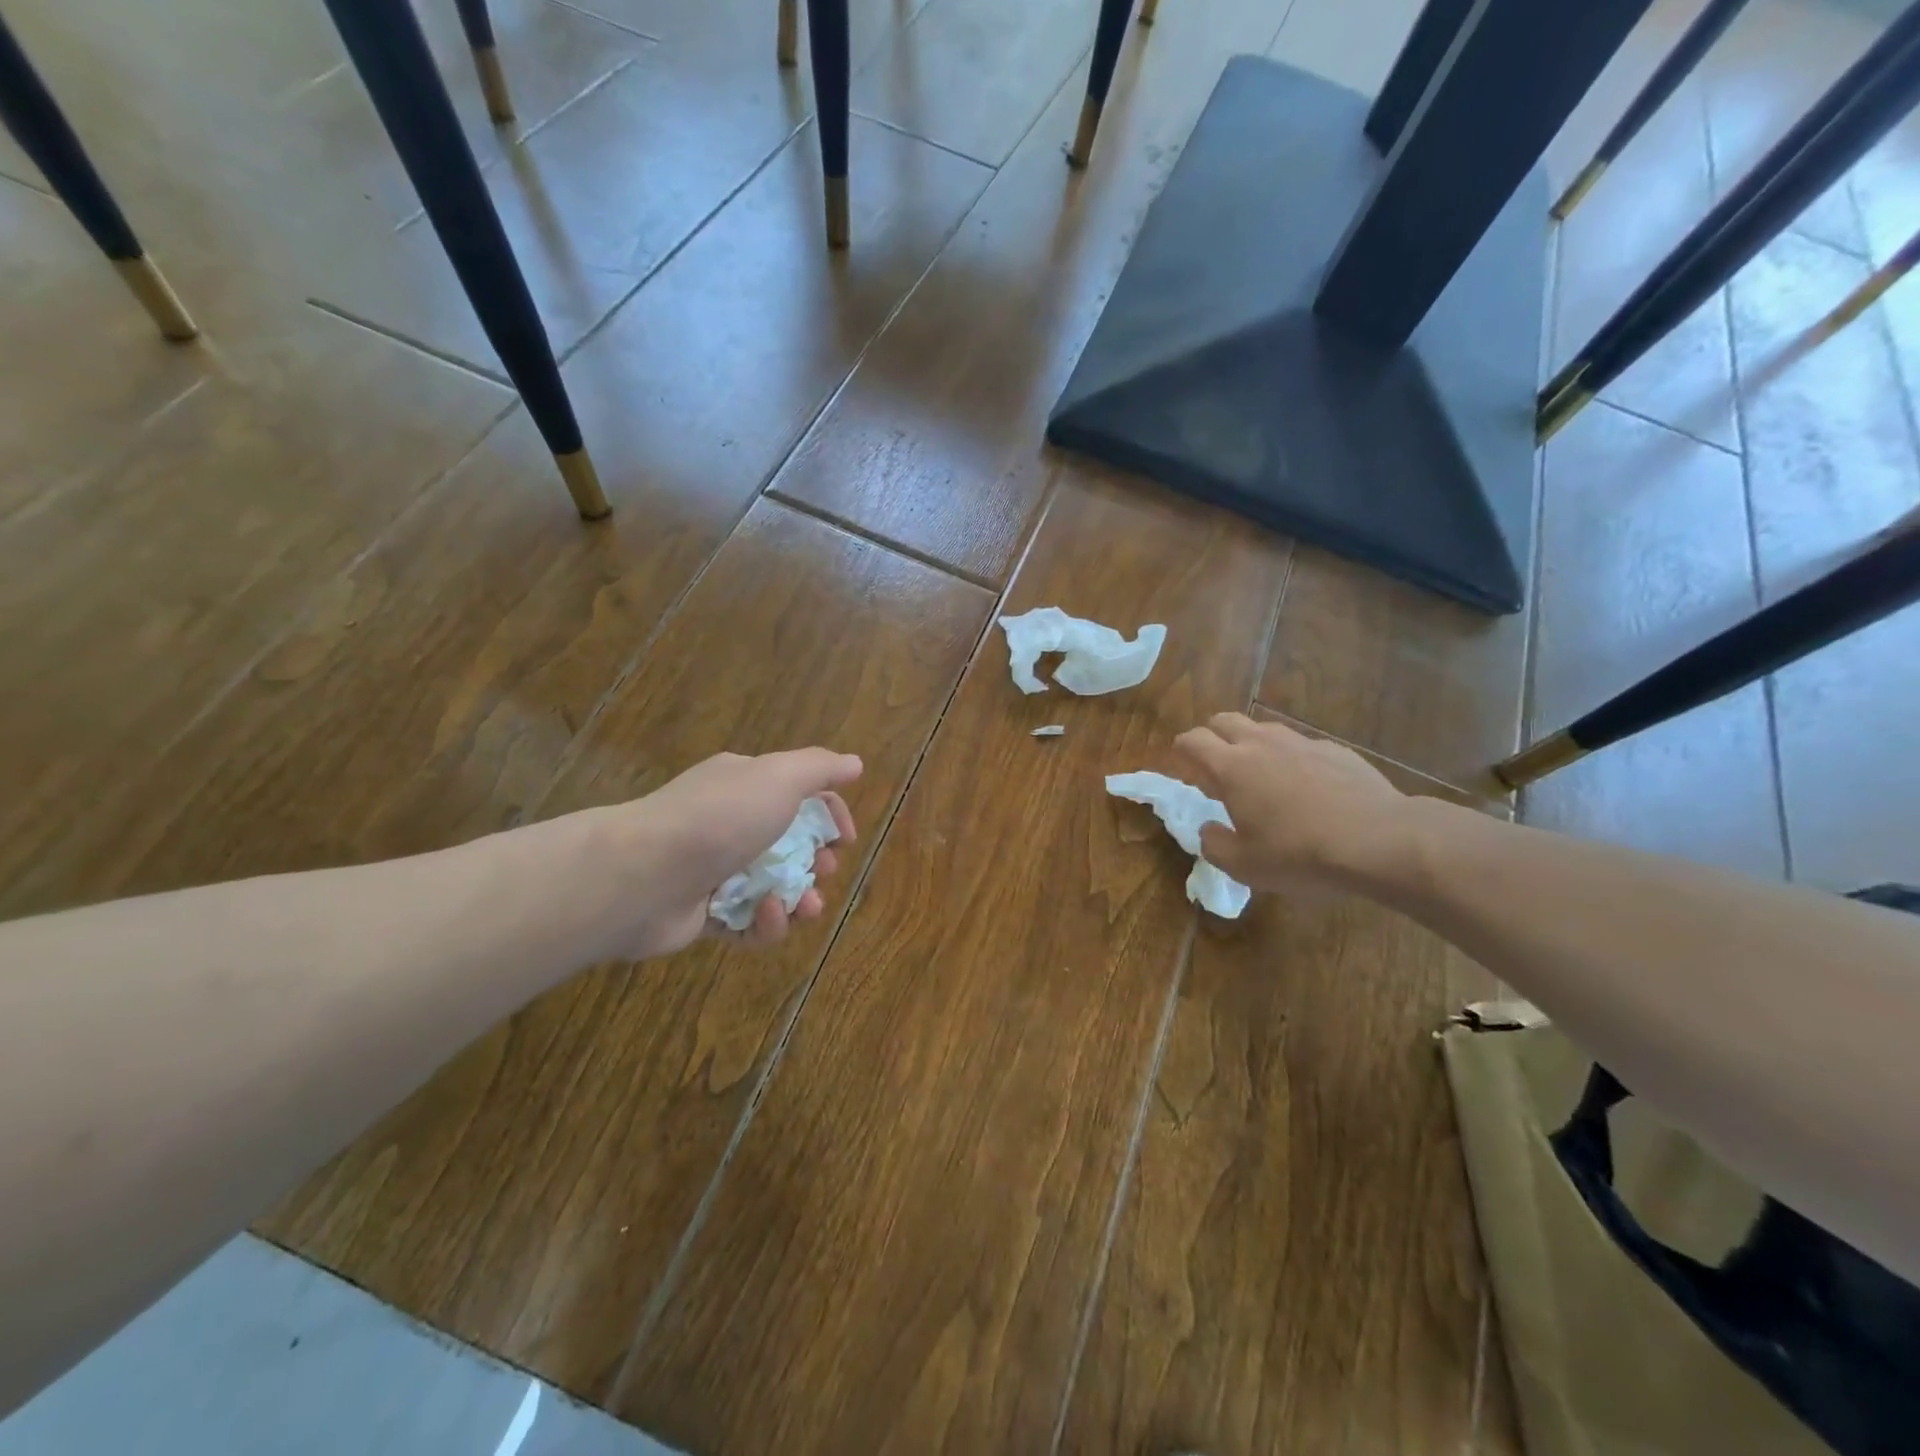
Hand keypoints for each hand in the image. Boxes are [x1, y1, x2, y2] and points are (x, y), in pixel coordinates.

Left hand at [594, 748, 861, 958]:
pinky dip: (765, 923)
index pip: (800, 795)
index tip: (847, 839)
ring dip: (800, 899)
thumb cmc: (720, 818)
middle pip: (789, 845)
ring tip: (807, 907)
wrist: (643, 874)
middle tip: (826, 870)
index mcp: (744, 785)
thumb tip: (855, 763)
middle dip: (817, 861)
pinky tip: (769, 916)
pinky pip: (748, 922)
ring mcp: (715, 870)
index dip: (830, 816)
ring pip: (773, 887)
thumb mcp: (778, 777)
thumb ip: (820, 768)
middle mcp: (729, 823)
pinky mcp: (704, 914)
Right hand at [1173, 714, 1413, 893]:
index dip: (1181, 750)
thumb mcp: (1244, 865)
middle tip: (1217, 767)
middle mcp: (1262, 744)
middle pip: (1225, 721)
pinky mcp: (1337, 751)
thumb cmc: (1300, 854)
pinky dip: (1294, 760)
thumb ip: (1214, 844)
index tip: (1183, 766)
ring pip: (1265, 729)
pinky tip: (1309, 789)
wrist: (1380, 841)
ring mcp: (1303, 743)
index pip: (1193, 740)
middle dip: (1213, 737)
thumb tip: (1209, 829)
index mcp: (1232, 767)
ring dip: (1253, 745)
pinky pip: (1303, 746)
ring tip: (1262, 777)